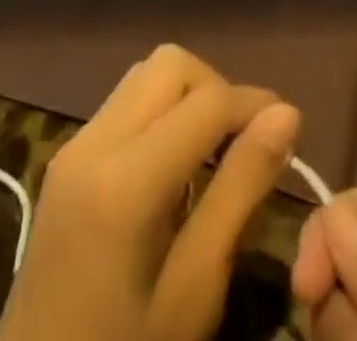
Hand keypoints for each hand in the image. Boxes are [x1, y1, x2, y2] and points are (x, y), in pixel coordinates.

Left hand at [0, 44, 299, 340]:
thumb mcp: (194, 291)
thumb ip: (240, 192)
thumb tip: (287, 115)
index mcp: (123, 181)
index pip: (206, 101)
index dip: (255, 104)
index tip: (291, 129)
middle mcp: (93, 143)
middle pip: (171, 65)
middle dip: (217, 90)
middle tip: (244, 145)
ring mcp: (73, 148)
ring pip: (146, 75)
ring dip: (188, 96)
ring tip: (213, 154)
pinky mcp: (65, 160)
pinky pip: (125, 103)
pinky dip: (161, 113)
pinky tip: (174, 169)